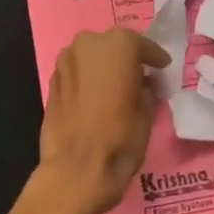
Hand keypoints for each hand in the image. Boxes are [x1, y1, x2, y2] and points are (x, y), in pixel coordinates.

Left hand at [38, 28, 168, 213]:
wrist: (76, 169)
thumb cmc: (121, 138)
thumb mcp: (147, 111)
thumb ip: (146, 89)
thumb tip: (142, 85)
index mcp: (118, 45)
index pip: (142, 45)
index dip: (154, 57)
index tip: (162, 67)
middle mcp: (88, 43)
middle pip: (113, 46)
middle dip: (126, 59)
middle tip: (139, 76)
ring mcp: (65, 61)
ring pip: (91, 57)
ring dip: (104, 68)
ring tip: (117, 88)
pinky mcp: (51, 81)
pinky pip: (77, 73)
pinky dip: (88, 80)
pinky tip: (96, 97)